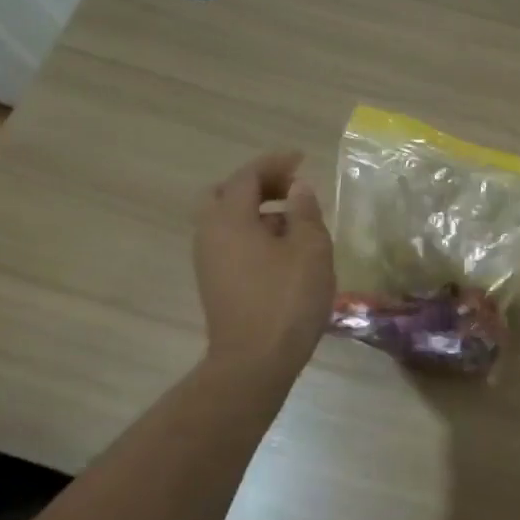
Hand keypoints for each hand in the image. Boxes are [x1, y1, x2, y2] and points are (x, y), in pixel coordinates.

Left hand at [193, 151, 334, 372]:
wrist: (255, 361)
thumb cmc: (286, 299)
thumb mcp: (310, 249)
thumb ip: (305, 212)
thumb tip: (298, 188)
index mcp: (229, 219)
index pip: (248, 176)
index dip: (275, 163)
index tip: (302, 158)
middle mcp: (210, 234)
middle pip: (226, 194)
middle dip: (258, 184)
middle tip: (291, 188)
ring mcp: (208, 261)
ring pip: (227, 220)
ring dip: (258, 211)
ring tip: (296, 221)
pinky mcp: (216, 282)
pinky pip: (231, 242)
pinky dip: (254, 232)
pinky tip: (284, 250)